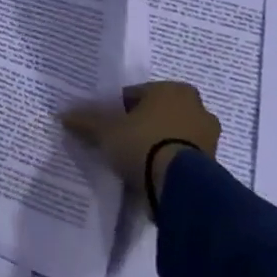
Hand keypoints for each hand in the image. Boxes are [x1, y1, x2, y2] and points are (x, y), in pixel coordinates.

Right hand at [61, 81, 220, 212]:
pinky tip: (149, 175)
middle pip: (157, 114)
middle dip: (141, 125)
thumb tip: (63, 114)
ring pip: (172, 135)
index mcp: (173, 89)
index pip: (137, 94)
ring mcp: (209, 137)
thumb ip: (86, 121)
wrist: (180, 187)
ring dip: (156, 145)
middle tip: (119, 142)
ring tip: (133, 162)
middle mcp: (197, 107)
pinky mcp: (214, 165)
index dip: (117, 109)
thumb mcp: (106, 131)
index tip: (105, 125)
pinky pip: (182, 157)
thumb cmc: (143, 144)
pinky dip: (167, 163)